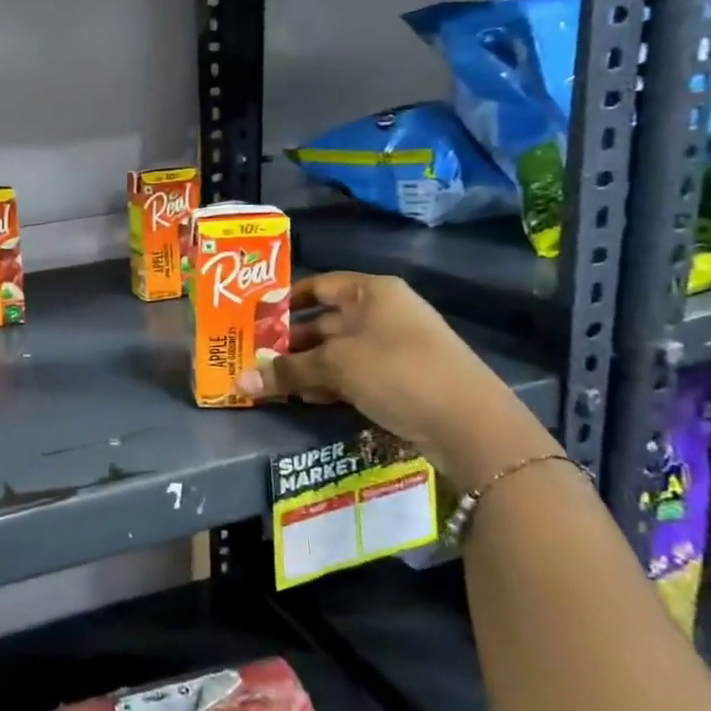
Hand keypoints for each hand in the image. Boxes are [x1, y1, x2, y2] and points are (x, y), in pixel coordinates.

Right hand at [235, 271, 556, 485]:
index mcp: (371, 292)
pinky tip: (307, 399)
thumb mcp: (336, 367)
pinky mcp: (401, 378)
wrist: (471, 424)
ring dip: (306, 367)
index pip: (319, 285)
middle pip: (325, 321)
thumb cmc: (397, 372)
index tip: (255, 319)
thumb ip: (287, 371)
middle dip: (290, 342)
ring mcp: (395, 346)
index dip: (285, 301)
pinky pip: (354, 373)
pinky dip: (329, 382)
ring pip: (337, 351)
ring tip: (274, 383)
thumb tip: (239, 380)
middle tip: (255, 358)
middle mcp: (384, 312)